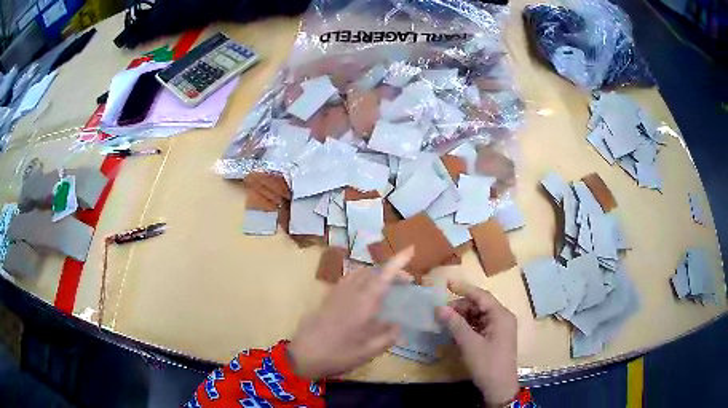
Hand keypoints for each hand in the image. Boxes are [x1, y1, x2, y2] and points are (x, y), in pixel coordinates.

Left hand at [288, 247, 414, 379]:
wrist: (303, 355)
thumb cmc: (338, 355)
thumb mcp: (369, 352)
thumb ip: (387, 337)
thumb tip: (398, 326)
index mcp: (364, 304)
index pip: (384, 276)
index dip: (398, 262)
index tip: (411, 249)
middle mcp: (351, 292)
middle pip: (373, 271)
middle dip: (391, 271)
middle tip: (406, 283)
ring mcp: (337, 293)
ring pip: (360, 273)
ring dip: (376, 274)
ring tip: (387, 286)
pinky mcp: (328, 298)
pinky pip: (349, 279)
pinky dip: (362, 278)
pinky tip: (365, 293)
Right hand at [438, 280, 517, 406]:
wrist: (500, 387)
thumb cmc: (487, 363)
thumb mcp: (469, 344)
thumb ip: (455, 324)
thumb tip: (439, 308)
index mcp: (501, 315)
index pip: (481, 295)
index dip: (463, 288)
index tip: (446, 284)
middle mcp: (503, 318)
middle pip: (480, 305)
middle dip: (460, 307)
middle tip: (441, 313)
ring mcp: (500, 328)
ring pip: (479, 315)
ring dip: (462, 317)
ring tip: (445, 323)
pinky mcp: (496, 338)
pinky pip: (480, 325)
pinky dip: (467, 327)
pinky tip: (455, 332)